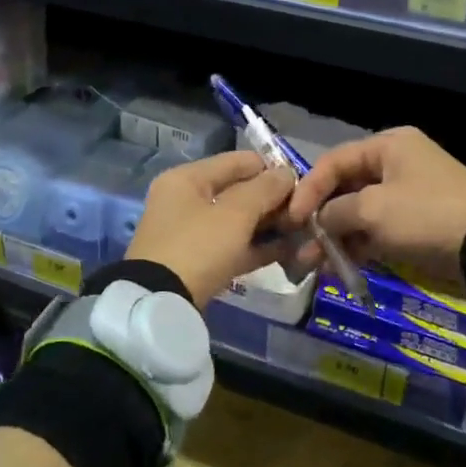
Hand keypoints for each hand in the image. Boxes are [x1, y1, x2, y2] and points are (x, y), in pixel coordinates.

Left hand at [126, 150, 297, 303]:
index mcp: (187, 178)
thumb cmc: (198, 247)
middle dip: (272, 201)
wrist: (160, 305)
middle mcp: (186, 199)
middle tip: (305, 213)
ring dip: (268, 225)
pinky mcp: (197, 262)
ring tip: (303, 232)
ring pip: (238, 221)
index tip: (303, 184)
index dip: (271, 169)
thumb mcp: (234, 214)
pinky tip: (288, 252)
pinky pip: (233, 246)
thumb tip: (287, 173)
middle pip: (238, 191)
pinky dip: (257, 247)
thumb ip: (265, 189)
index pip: (237, 161)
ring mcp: (190, 233)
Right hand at [287, 127, 465, 287]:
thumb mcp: (373, 209)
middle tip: (298, 245)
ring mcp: (406, 196)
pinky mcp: (414, 224)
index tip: (291, 219)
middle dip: (320, 218)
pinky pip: (376, 232)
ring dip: (335, 237)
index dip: (308, 189)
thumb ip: (335, 211)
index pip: (334, 161)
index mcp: (389, 146)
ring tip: (312, 265)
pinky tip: (337, 270)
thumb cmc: (425, 215)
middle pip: (345, 188)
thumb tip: (318, 221)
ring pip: (358, 213)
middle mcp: (396, 164)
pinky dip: (357, 248)